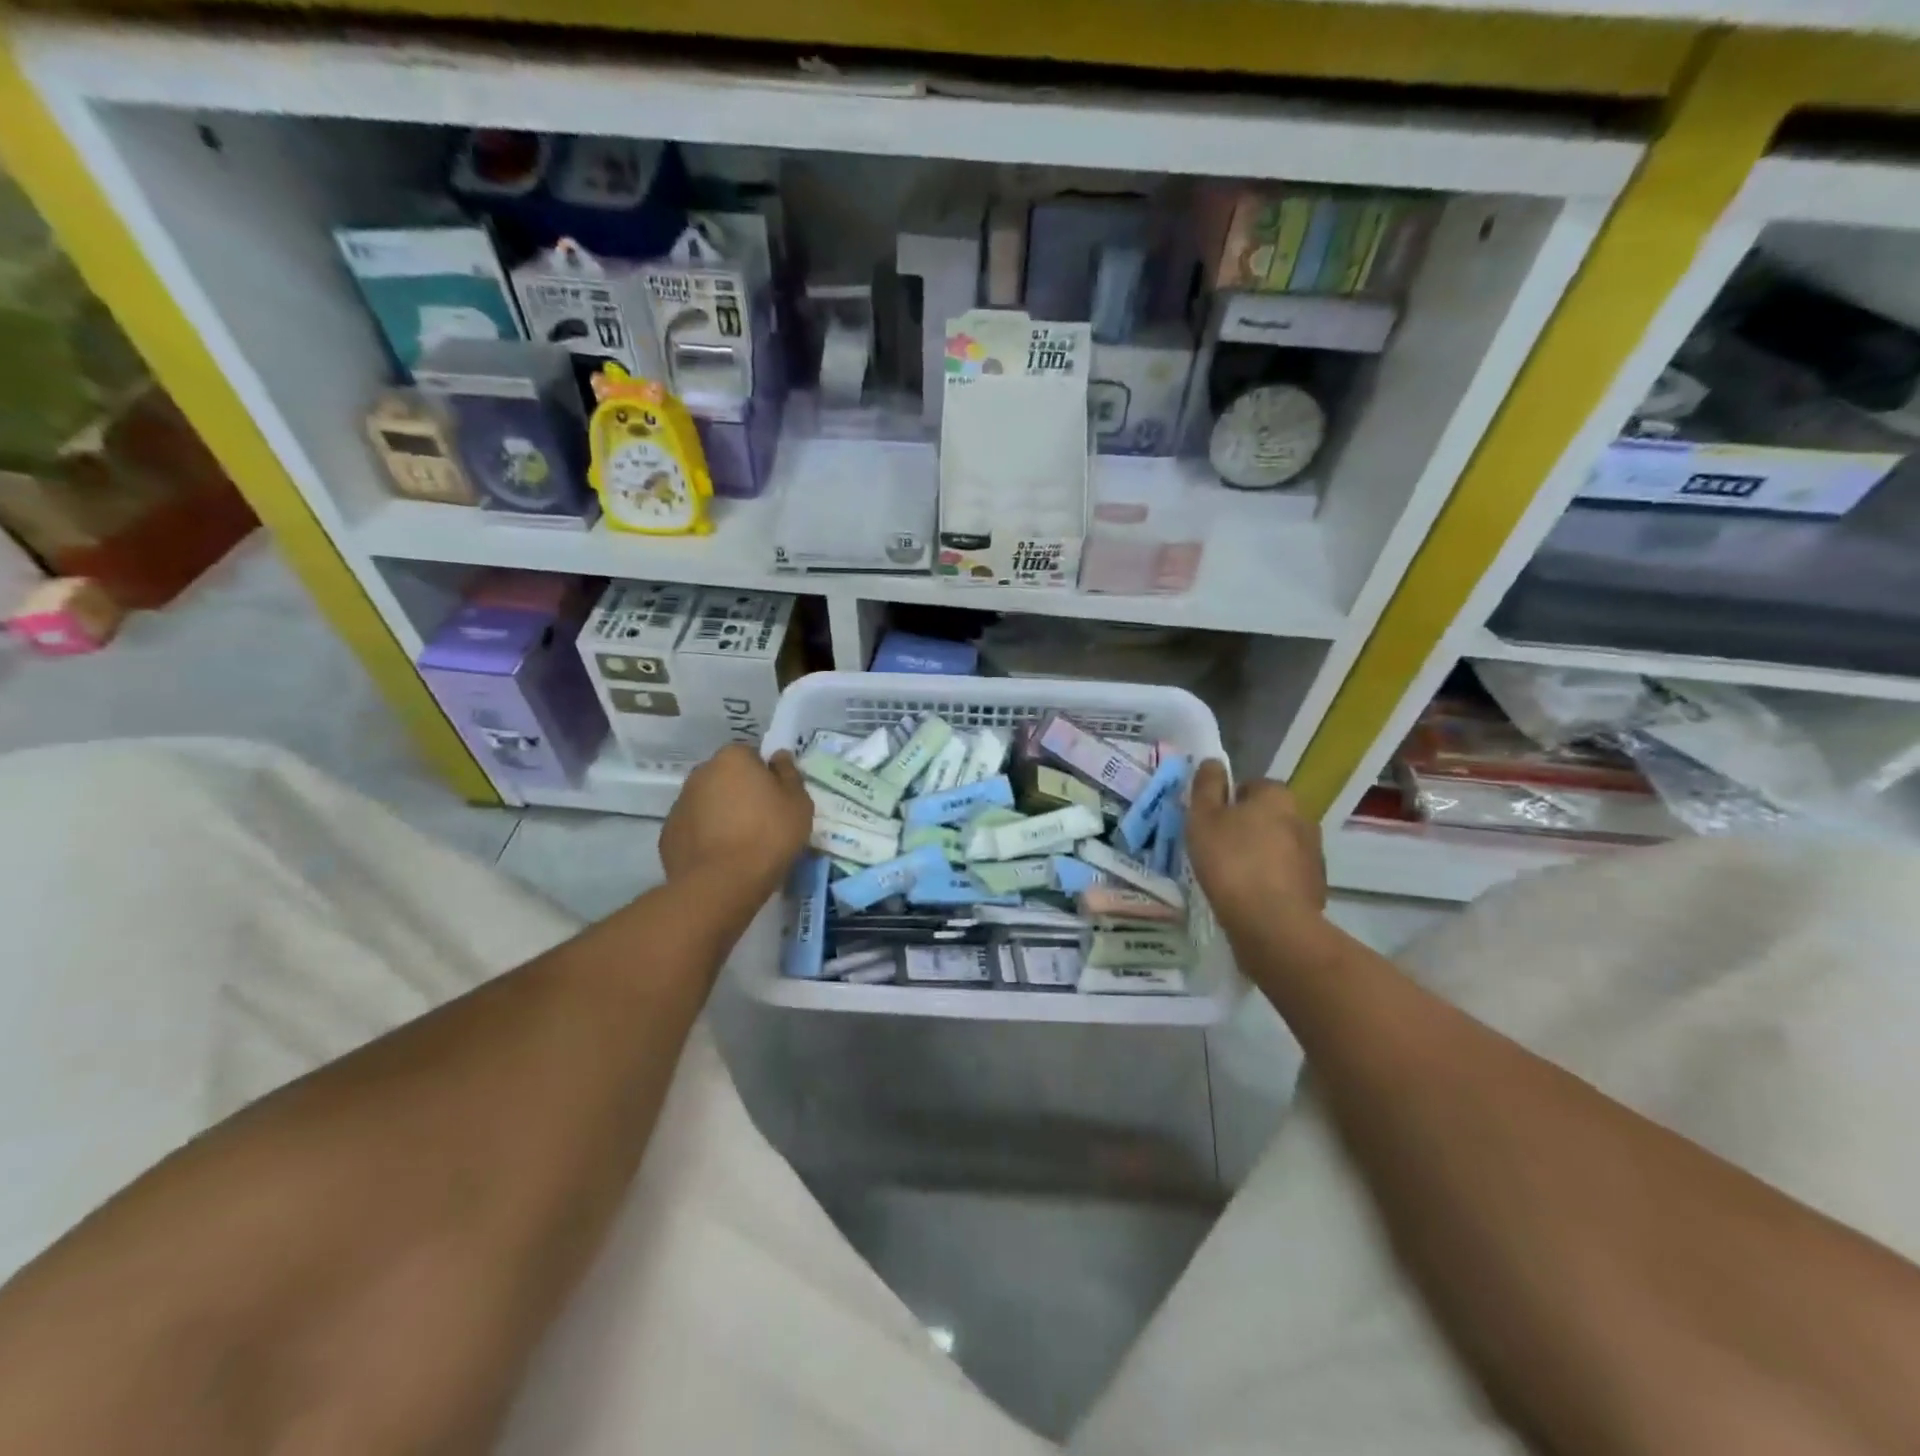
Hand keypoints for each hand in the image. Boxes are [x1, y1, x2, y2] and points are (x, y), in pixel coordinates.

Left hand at [660, 746, 811, 892]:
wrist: (722, 883)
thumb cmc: (769, 835)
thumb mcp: (798, 804)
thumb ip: (789, 774)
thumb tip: (778, 757)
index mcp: (733, 758)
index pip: (751, 756)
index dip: (765, 776)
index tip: (776, 800)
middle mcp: (701, 773)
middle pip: (726, 778)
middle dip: (740, 793)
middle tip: (761, 821)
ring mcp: (679, 804)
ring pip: (707, 803)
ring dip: (721, 815)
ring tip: (741, 845)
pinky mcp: (668, 835)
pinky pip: (694, 829)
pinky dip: (705, 837)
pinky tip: (721, 858)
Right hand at [1185, 760, 1325, 939]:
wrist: (1272, 923)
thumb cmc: (1231, 861)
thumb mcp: (1203, 818)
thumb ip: (1206, 786)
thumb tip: (1213, 762)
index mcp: (1277, 795)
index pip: (1250, 786)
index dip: (1227, 802)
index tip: (1210, 824)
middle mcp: (1303, 817)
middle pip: (1267, 815)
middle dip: (1246, 827)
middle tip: (1217, 849)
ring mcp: (1314, 854)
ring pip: (1278, 845)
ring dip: (1260, 854)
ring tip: (1233, 877)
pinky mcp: (1316, 886)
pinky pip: (1286, 875)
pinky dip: (1271, 881)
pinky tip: (1250, 897)